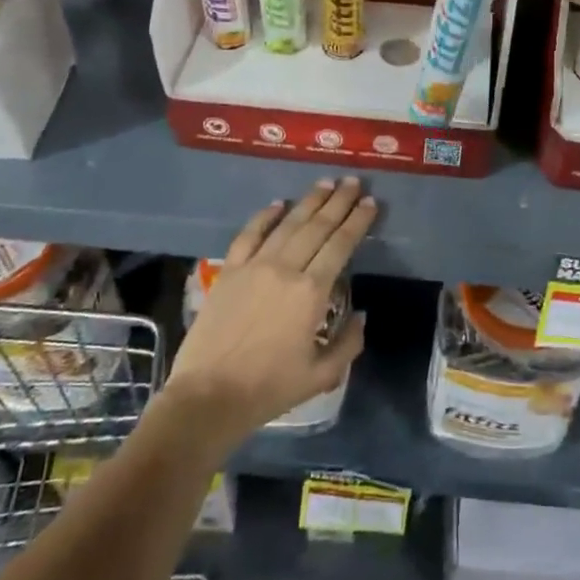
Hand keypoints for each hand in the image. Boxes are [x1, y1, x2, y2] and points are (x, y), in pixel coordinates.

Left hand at [165, 178, 371, 439]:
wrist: (209, 397)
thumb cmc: (269, 389)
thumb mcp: (321, 376)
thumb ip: (348, 344)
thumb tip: (361, 315)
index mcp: (312, 292)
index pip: (341, 244)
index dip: (358, 221)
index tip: (370, 202)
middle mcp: (286, 269)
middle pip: (318, 226)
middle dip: (339, 202)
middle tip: (353, 182)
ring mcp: (254, 266)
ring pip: (288, 224)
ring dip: (309, 202)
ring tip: (325, 184)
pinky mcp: (229, 271)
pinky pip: (249, 235)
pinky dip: (265, 216)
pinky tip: (277, 204)